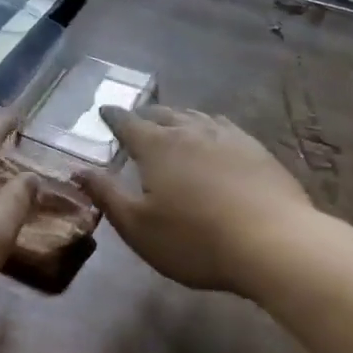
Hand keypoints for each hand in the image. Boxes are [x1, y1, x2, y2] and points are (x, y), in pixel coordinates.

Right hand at [73, 107, 313, 295]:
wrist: (273, 242)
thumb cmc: (195, 240)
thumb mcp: (139, 227)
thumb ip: (107, 195)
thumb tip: (78, 170)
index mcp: (157, 146)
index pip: (128, 123)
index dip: (113, 117)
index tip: (104, 110)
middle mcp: (190, 131)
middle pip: (163, 114)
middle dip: (146, 115)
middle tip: (137, 120)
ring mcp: (227, 136)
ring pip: (195, 117)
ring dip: (178, 117)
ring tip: (173, 123)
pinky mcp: (256, 149)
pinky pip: (224, 126)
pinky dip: (209, 126)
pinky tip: (215, 135)